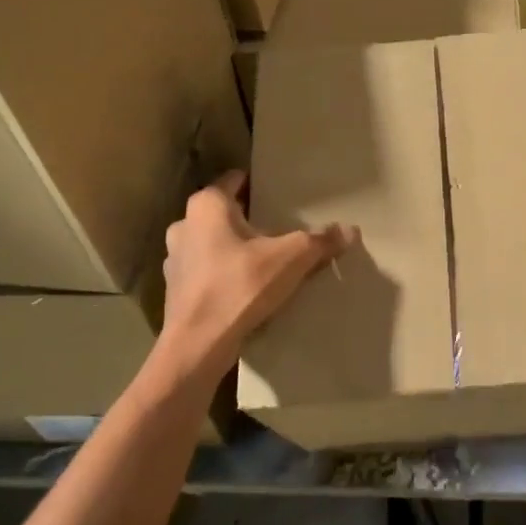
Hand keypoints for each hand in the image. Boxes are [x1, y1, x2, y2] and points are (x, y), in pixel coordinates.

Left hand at [161, 172, 354, 373]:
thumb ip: (320, 241)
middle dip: (249, 218)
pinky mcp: (175, 289)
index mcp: (207, 206)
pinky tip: (244, 288)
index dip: (258, 184)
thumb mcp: (291, 259)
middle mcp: (184, 224)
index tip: (281, 193)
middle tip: (279, 228)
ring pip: (211, 242)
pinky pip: (205, 271)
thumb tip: (351, 230)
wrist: (198, 344)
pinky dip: (222, 274)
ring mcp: (175, 258)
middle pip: (224, 213)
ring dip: (233, 248)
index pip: (235, 180)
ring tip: (264, 260)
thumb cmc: (240, 286)